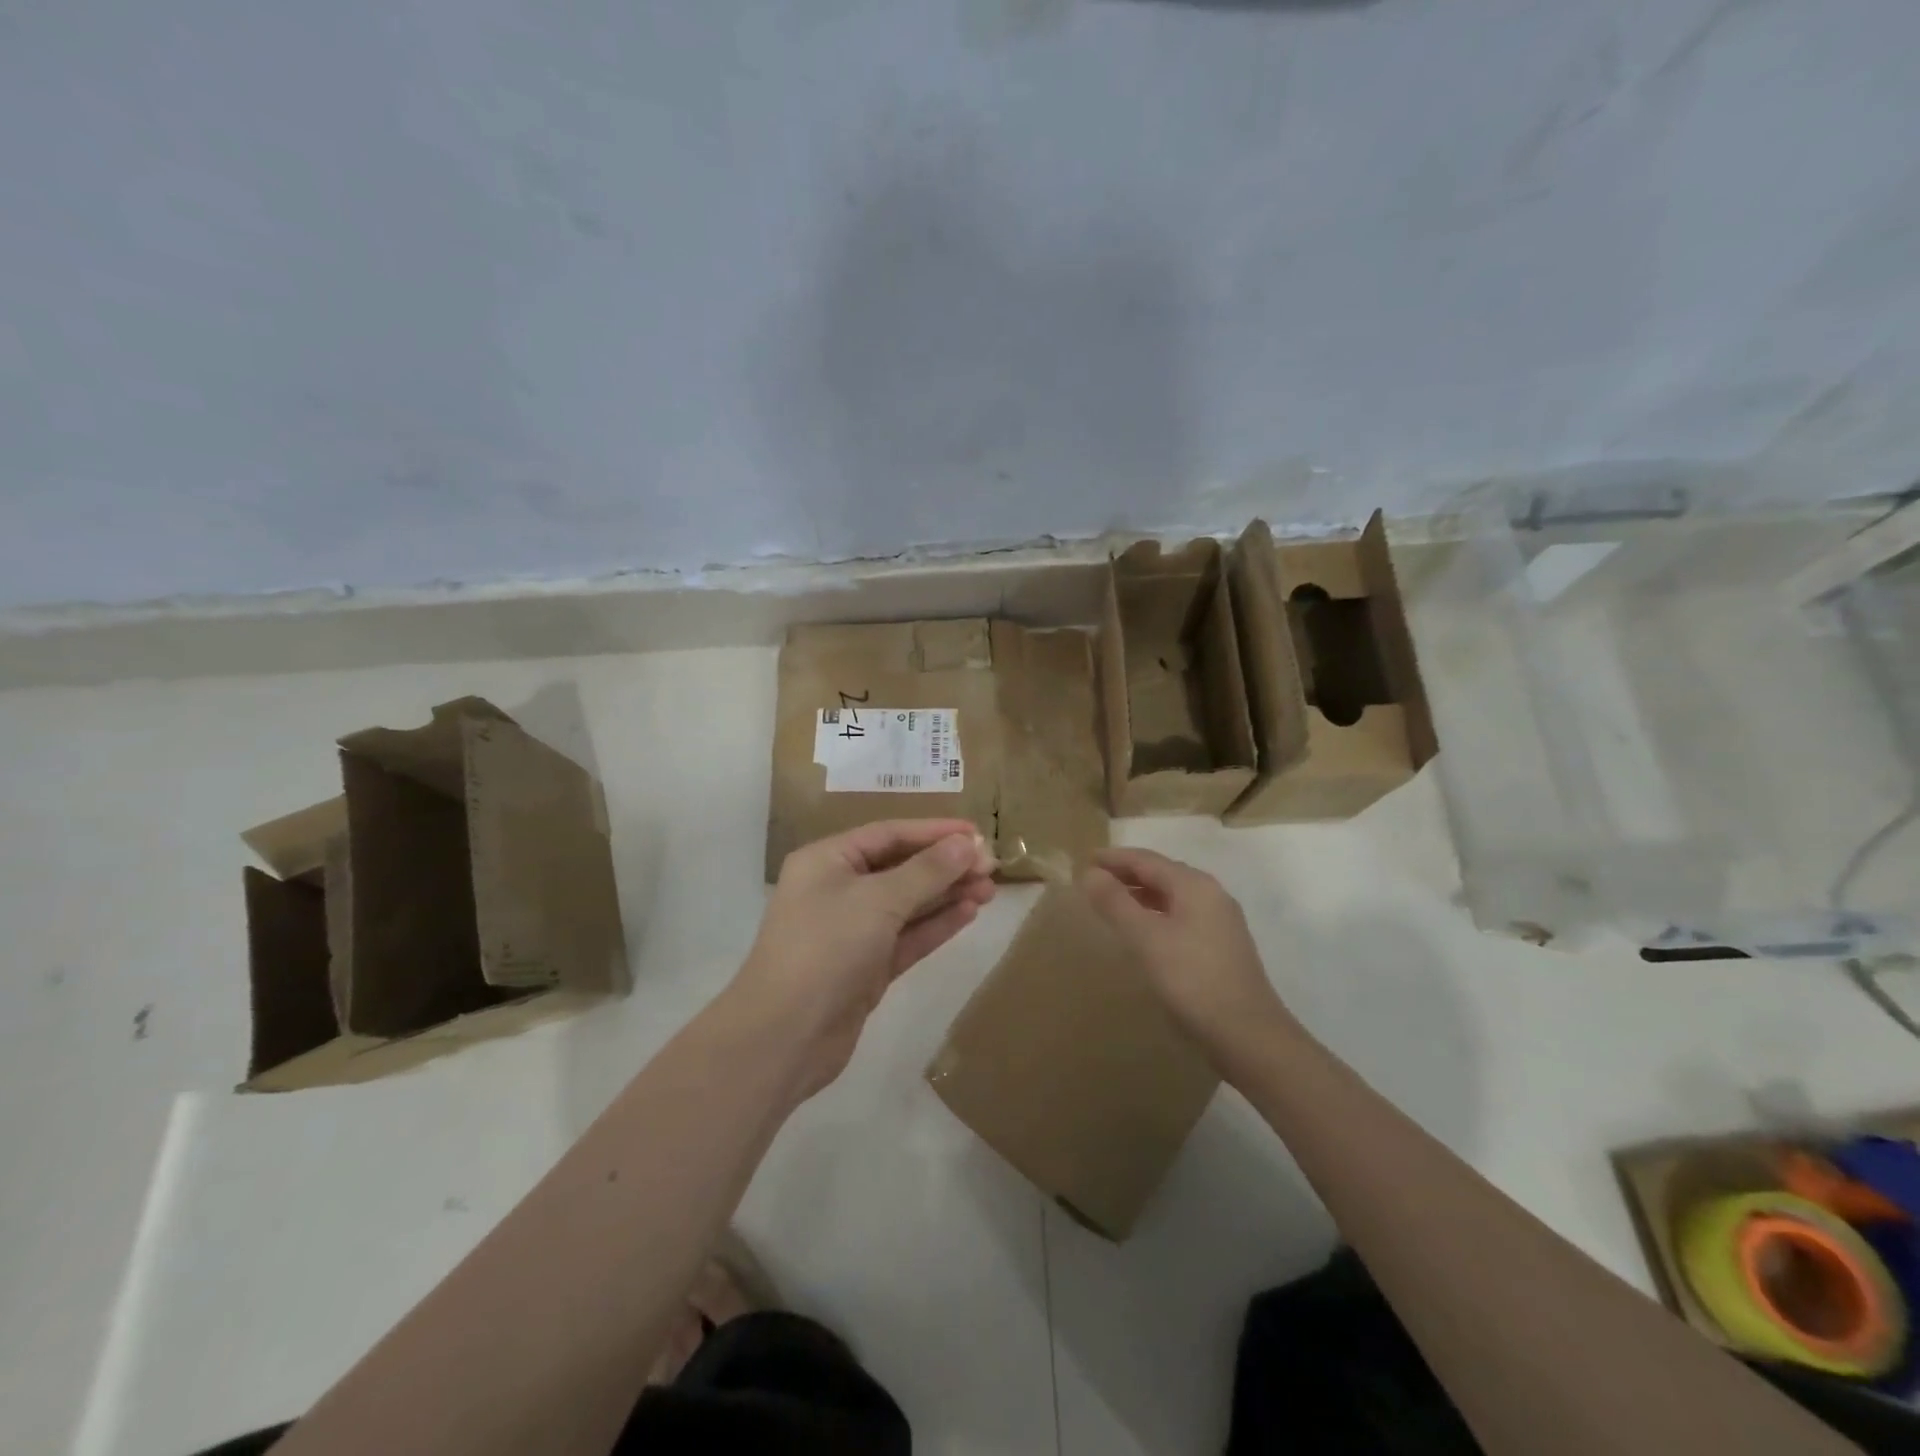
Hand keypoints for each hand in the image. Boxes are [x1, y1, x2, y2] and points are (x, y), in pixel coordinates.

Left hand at [734, 819, 996, 1099]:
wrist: (785, 1037)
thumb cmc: (826, 949)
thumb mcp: (878, 900)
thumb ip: (926, 871)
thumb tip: (966, 844)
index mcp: (828, 860)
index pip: (889, 834)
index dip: (935, 831)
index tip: (977, 833)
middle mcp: (838, 889)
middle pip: (901, 867)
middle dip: (946, 865)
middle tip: (992, 867)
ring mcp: (852, 931)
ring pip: (908, 903)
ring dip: (947, 894)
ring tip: (990, 889)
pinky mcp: (866, 967)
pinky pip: (907, 936)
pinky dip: (936, 925)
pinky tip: (969, 913)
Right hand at [1080, 847, 1298, 1074]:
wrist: (1249, 1036)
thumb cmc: (1193, 980)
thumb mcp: (1147, 939)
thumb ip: (1116, 903)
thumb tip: (1089, 873)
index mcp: (1195, 886)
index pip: (1147, 860)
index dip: (1114, 858)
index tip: (1084, 859)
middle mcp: (1211, 895)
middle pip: (1162, 873)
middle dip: (1127, 873)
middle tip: (1093, 880)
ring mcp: (1220, 921)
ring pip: (1173, 895)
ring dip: (1141, 894)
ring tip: (1112, 902)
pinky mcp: (1222, 947)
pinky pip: (1181, 915)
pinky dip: (1156, 913)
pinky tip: (1143, 931)